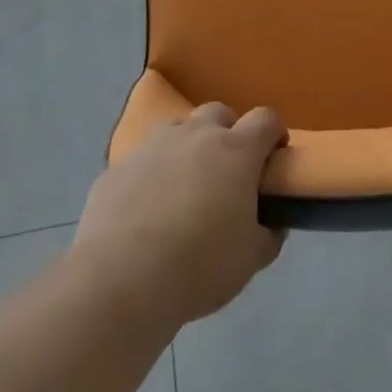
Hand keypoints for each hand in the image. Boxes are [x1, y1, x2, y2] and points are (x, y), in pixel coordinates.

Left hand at [74, 104, 287, 328]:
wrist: (121, 278)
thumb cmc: (199, 265)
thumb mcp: (251, 258)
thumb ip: (268, 233)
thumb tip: (271, 223)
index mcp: (236, 151)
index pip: (266, 119)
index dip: (274, 134)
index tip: (273, 158)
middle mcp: (195, 136)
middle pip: (219, 113)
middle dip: (228, 133)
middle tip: (227, 172)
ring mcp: (153, 145)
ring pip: (178, 130)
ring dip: (188, 148)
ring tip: (184, 188)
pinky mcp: (118, 166)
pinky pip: (143, 160)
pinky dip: (152, 174)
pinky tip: (146, 211)